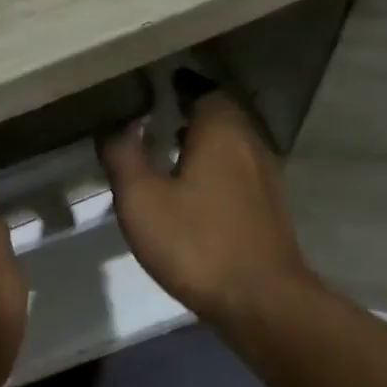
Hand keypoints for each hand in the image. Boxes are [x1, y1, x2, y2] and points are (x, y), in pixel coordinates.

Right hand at [99, 91, 311, 323]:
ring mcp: (266, 177)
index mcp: (221, 132)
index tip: (155, 89)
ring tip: (170, 153)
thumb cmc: (196, 243)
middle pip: (221, 116)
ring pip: (232, 145)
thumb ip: (124, 157)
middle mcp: (250, 144)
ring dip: (204, 143)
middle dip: (191, 113)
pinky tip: (194, 192)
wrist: (261, 300)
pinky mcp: (269, 208)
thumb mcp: (142, 200)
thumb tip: (117, 127)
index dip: (180, 87)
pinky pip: (238, 172)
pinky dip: (216, 170)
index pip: (204, 90)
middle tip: (156, 118)